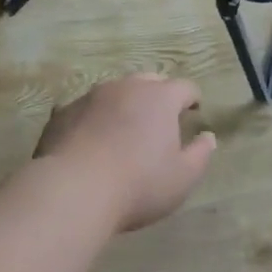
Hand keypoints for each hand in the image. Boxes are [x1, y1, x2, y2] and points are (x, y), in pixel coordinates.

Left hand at [35, 75, 216, 232]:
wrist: (73, 190)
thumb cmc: (138, 185)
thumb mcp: (182, 178)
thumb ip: (200, 154)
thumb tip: (208, 137)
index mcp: (160, 98)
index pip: (184, 87)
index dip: (192, 98)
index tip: (194, 111)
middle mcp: (126, 87)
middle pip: (149, 81)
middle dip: (158, 95)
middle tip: (160, 118)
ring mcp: (91, 96)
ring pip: (115, 92)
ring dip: (124, 104)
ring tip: (124, 129)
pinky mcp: (63, 112)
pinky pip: (85, 109)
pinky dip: (94, 119)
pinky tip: (91, 140)